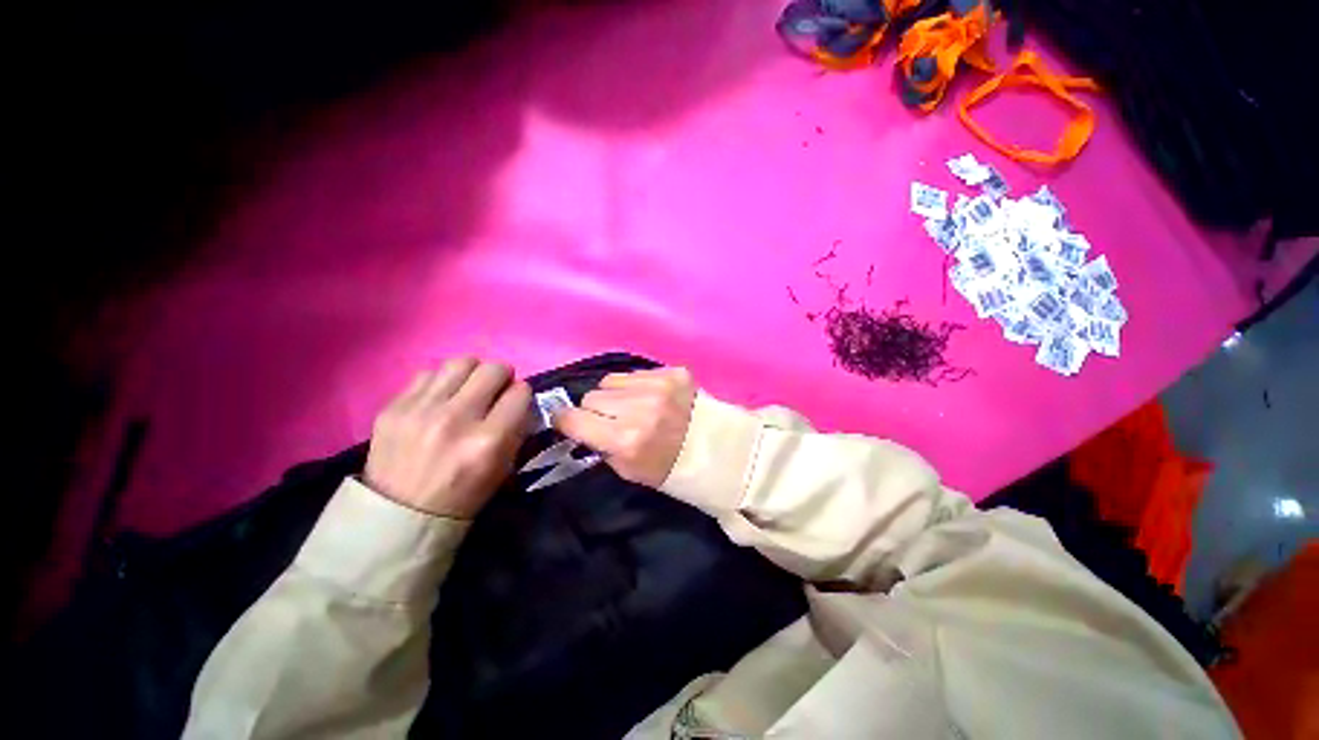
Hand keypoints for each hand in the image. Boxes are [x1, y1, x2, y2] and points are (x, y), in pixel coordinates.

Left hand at [364, 358, 531, 518]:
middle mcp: (457, 419)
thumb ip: (515, 428)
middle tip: (495, 390)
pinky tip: (439, 399)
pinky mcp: (393, 407)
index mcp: (489, 441)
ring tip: (467, 388)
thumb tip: (517, 398)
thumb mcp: (503, 468)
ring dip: (472, 373)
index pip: (520, 392)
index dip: (522, 395)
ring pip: (461, 362)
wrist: (399, 515)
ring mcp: (421, 411)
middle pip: (493, 370)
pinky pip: (428, 374)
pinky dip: (441, 382)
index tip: (516, 402)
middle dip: (502, 377)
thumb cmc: (463, 494)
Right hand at [554, 367, 696, 487]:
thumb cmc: (668, 468)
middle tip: (611, 420)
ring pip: (610, 380)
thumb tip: (579, 424)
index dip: (566, 420)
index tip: (567, 421)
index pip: (573, 419)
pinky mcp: (673, 372)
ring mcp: (658, 385)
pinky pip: (635, 373)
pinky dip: (636, 386)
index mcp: (626, 439)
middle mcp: (639, 408)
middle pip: (591, 397)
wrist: (715, 449)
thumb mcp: (627, 470)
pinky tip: (652, 398)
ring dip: (615, 394)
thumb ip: (599, 445)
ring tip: (633, 407)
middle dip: (595, 410)